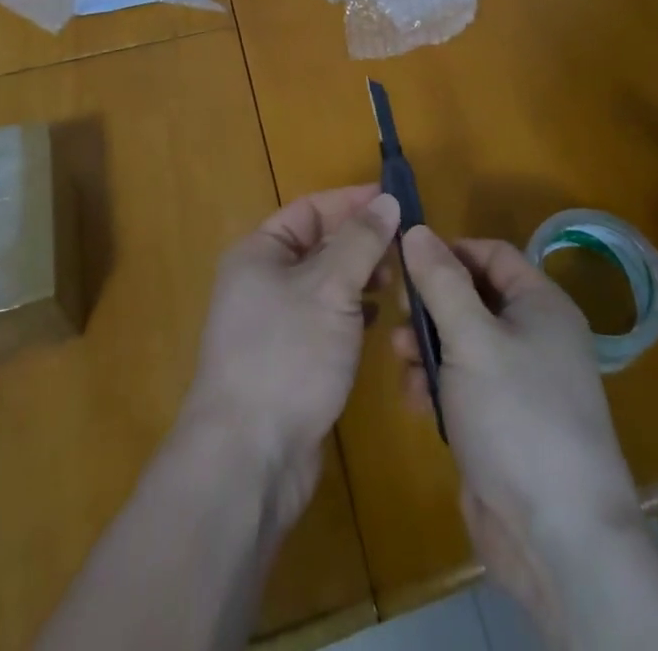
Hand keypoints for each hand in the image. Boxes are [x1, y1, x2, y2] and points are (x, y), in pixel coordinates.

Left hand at [182, 185, 400, 528]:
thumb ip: (361, 242)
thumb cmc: (287, 354)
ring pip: (325, 284)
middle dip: (361, 242)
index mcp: (259, 252)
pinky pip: (325, 319)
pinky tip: (379, 319)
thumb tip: (388, 201)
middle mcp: (262, 281)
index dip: (352, 202)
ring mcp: (274, 323)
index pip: (311, 209)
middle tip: (407, 245)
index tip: (396, 200)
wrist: (250, 457)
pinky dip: (352, 312)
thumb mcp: (330, 288)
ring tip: (399, 280)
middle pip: (318, 245)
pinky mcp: (290, 360)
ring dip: (360, 277)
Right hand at [391, 227, 644, 636]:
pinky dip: (436, 385)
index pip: (491, 254)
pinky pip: (462, 384)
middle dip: (431, 304)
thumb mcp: (472, 338)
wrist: (557, 539)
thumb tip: (417, 230)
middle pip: (472, 297)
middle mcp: (534, 337)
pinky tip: (415, 401)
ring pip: (461, 342)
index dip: (449, 251)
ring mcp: (518, 383)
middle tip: (396, 313)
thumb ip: (441, 281)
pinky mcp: (500, 423)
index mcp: (541, 305)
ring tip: (400, 360)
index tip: (405, 261)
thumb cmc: (517, 416)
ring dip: (426, 346)